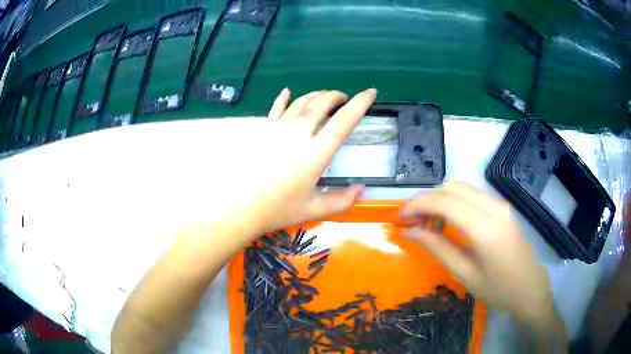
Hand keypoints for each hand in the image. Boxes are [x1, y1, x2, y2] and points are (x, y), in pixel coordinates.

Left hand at [220, 88, 376, 236]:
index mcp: (315, 154)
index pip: (343, 121)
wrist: (239, 207)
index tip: (371, 93)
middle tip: (344, 99)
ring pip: (301, 102)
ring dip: (316, 95)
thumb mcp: (314, 210)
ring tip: (325, 97)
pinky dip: (283, 98)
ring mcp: (278, 130)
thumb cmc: (277, 210)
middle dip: (337, 96)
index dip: (360, 104)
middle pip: (322, 104)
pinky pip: (275, 108)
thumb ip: (342, 200)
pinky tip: (287, 91)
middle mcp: (298, 135)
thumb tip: (361, 189)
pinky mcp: (262, 131)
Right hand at [402, 181, 554, 325]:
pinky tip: (450, 224)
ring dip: (440, 201)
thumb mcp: (464, 274)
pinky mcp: (502, 207)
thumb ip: (437, 248)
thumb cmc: (498, 289)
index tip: (400, 217)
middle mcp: (494, 207)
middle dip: (427, 201)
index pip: (445, 201)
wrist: (530, 288)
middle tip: (415, 225)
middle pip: (451, 187)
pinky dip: (454, 203)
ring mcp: (500, 204)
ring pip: (461, 187)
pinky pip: (472, 195)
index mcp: (485, 228)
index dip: (417, 204)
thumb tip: (410, 231)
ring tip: (431, 227)